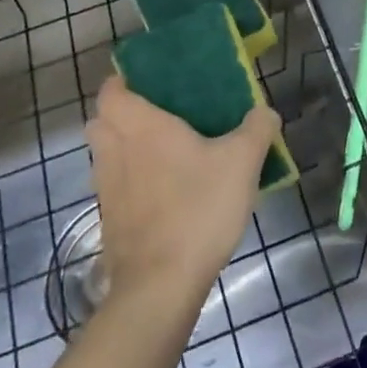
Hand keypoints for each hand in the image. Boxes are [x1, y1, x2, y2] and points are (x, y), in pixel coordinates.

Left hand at [86, 76, 278, 316]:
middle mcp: (114, 151)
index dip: (123, 82)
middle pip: (101, 122)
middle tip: (159, 118)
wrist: (161, 285)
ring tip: (163, 155)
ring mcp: (106, 189)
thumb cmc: (198, 208)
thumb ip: (257, 130)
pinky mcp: (109, 222)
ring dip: (124, 150)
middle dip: (121, 115)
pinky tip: (163, 195)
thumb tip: (265, 112)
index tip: (150, 84)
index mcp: (140, 126)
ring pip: (105, 155)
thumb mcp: (242, 163)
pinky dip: (130, 184)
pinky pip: (114, 188)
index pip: (110, 91)